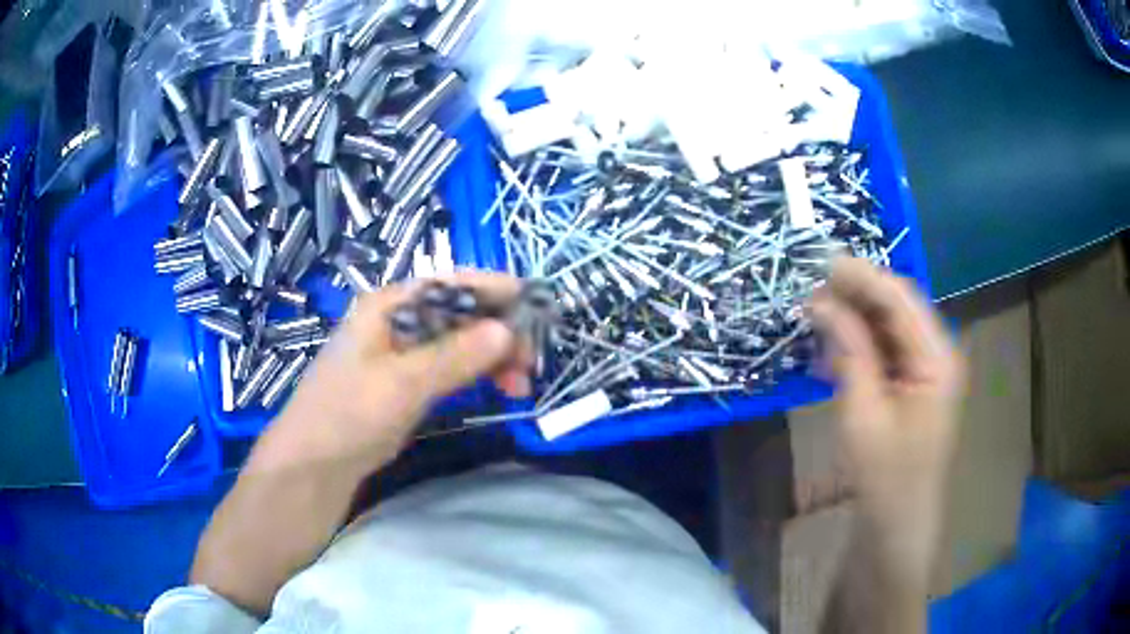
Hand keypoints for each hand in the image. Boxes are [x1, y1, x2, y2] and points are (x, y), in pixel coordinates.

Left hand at [250, 271, 532, 475]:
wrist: (314, 464)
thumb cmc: (348, 414)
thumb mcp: (402, 384)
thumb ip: (454, 356)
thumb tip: (507, 330)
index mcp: (388, 305)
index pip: (449, 284)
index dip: (493, 289)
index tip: (534, 303)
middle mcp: (398, 320)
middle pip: (459, 313)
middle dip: (499, 331)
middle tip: (531, 361)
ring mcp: (403, 352)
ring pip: (460, 342)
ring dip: (493, 356)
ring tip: (521, 384)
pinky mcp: (408, 381)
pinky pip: (452, 367)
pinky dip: (478, 374)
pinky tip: (500, 387)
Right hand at [809, 258, 964, 576]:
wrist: (897, 525)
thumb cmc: (886, 476)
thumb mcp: (864, 413)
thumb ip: (849, 351)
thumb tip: (821, 302)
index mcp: (937, 357)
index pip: (900, 299)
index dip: (861, 276)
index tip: (819, 262)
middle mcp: (937, 354)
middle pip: (896, 308)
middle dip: (855, 295)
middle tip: (810, 288)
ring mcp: (925, 370)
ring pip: (888, 328)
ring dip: (853, 320)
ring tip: (814, 315)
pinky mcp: (911, 386)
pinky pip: (884, 353)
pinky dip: (857, 347)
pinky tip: (828, 351)